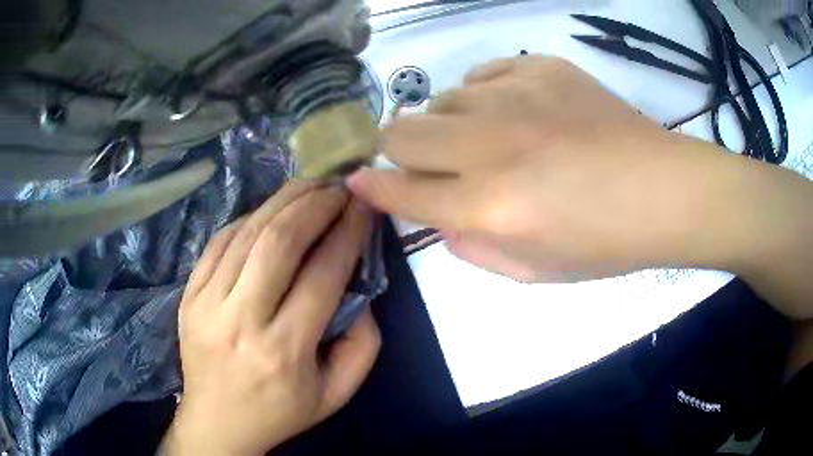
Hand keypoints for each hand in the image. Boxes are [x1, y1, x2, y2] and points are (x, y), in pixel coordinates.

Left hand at [160, 181, 379, 455]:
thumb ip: (363, 345)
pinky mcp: (188, 295)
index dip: (347, 232)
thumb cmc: (280, 413)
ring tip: (310, 186)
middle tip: (338, 186)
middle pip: (278, 242)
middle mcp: (241, 320)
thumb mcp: (336, 394)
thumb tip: (360, 292)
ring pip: (247, 233)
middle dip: (315, 204)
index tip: (363, 207)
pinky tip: (270, 212)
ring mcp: (206, 303)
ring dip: (283, 201)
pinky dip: (249, 218)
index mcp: (283, 351)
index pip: (322, 275)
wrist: (217, 423)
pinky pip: (219, 242)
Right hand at [348, 55, 740, 281]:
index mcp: (490, 207)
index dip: (370, 186)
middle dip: (394, 147)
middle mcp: (492, 146)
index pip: (401, 190)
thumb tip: (439, 220)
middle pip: (402, 131)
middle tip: (417, 159)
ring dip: (448, 123)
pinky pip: (483, 73)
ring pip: (442, 99)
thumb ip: (474, 250)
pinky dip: (484, 95)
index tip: (353, 179)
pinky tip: (513, 111)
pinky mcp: (541, 69)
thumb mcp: (534, 273)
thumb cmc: (605, 244)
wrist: (663, 191)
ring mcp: (517, 98)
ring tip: (485, 138)